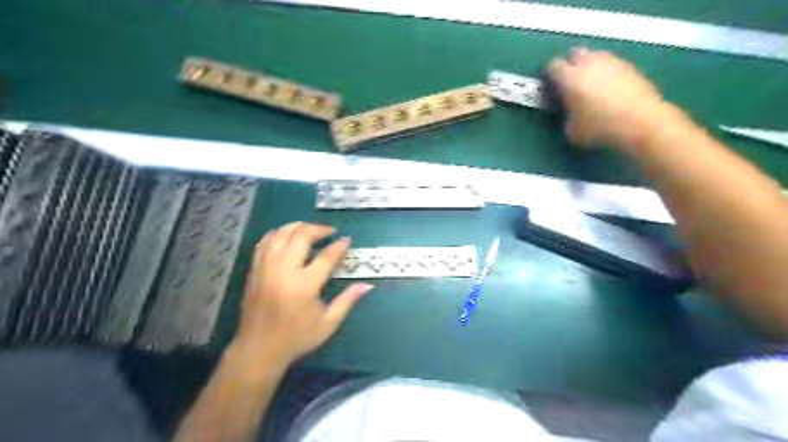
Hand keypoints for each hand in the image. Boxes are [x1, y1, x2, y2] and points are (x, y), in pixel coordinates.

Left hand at [232, 224, 372, 364]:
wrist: (258, 350)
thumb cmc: (297, 338)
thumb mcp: (328, 323)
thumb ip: (348, 300)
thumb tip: (367, 285)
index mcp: (304, 285)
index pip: (325, 257)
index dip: (339, 246)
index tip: (347, 239)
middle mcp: (283, 271)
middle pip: (300, 237)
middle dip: (318, 229)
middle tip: (329, 231)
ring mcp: (265, 269)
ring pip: (280, 235)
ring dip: (297, 227)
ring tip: (309, 229)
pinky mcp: (254, 271)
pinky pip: (264, 243)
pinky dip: (278, 234)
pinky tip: (287, 237)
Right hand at [549, 47, 677, 148]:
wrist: (641, 122)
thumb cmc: (599, 128)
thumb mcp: (571, 130)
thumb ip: (566, 115)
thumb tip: (570, 111)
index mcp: (570, 78)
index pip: (553, 66)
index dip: (549, 75)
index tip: (550, 87)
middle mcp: (589, 63)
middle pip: (575, 53)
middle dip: (570, 65)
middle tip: (570, 83)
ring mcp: (612, 62)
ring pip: (595, 56)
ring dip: (590, 67)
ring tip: (591, 86)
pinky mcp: (630, 67)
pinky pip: (612, 64)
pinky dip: (607, 73)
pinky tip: (609, 90)